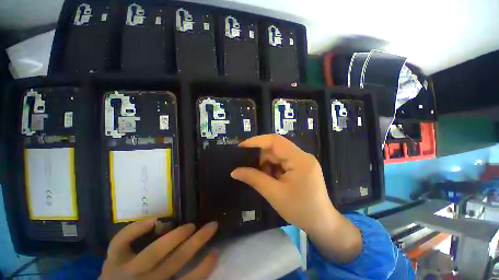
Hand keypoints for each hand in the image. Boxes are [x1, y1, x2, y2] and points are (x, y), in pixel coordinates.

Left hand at [100, 219, 217, 279]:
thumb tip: (201, 264)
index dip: (204, 268)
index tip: (215, 252)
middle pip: (176, 260)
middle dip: (197, 242)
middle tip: (212, 226)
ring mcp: (126, 270)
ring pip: (155, 251)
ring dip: (177, 235)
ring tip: (191, 225)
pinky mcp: (112, 259)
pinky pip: (121, 241)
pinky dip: (135, 229)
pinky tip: (153, 221)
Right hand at [231, 134, 360, 262]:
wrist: (322, 224)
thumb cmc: (301, 210)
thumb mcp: (274, 194)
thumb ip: (254, 179)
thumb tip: (234, 171)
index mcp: (299, 159)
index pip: (275, 141)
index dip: (256, 141)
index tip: (241, 147)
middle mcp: (302, 155)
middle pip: (276, 148)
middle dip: (260, 157)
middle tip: (248, 168)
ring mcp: (302, 161)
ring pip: (277, 155)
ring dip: (266, 164)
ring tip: (261, 178)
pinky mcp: (300, 166)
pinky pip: (282, 162)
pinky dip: (273, 168)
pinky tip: (270, 179)